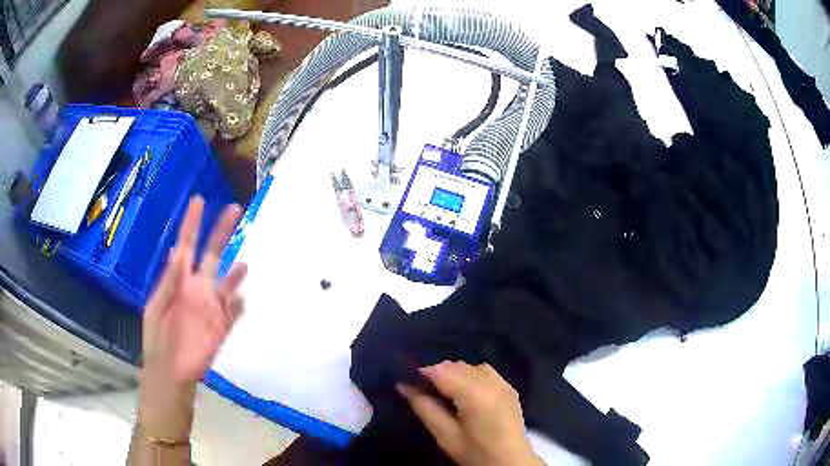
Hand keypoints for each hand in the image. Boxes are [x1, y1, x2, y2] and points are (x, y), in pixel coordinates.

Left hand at [138, 197, 247, 438]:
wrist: (169, 373)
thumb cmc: (157, 339)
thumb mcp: (155, 307)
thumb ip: (169, 281)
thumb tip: (179, 251)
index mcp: (178, 280)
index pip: (187, 245)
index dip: (192, 223)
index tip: (199, 200)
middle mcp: (197, 288)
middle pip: (212, 255)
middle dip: (221, 233)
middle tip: (234, 210)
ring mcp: (211, 307)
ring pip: (227, 283)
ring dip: (235, 274)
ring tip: (243, 266)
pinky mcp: (221, 327)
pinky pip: (233, 312)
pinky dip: (237, 305)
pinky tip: (239, 300)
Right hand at [397, 361, 543, 465]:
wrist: (511, 462)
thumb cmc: (475, 452)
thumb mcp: (445, 435)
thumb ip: (424, 407)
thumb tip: (403, 386)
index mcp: (475, 394)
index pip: (442, 371)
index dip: (422, 374)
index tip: (408, 383)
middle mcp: (491, 382)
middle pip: (456, 366)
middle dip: (437, 373)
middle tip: (423, 391)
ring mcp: (503, 383)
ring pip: (470, 366)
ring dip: (454, 373)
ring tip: (444, 392)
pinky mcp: (509, 387)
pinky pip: (485, 371)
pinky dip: (470, 375)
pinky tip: (465, 392)